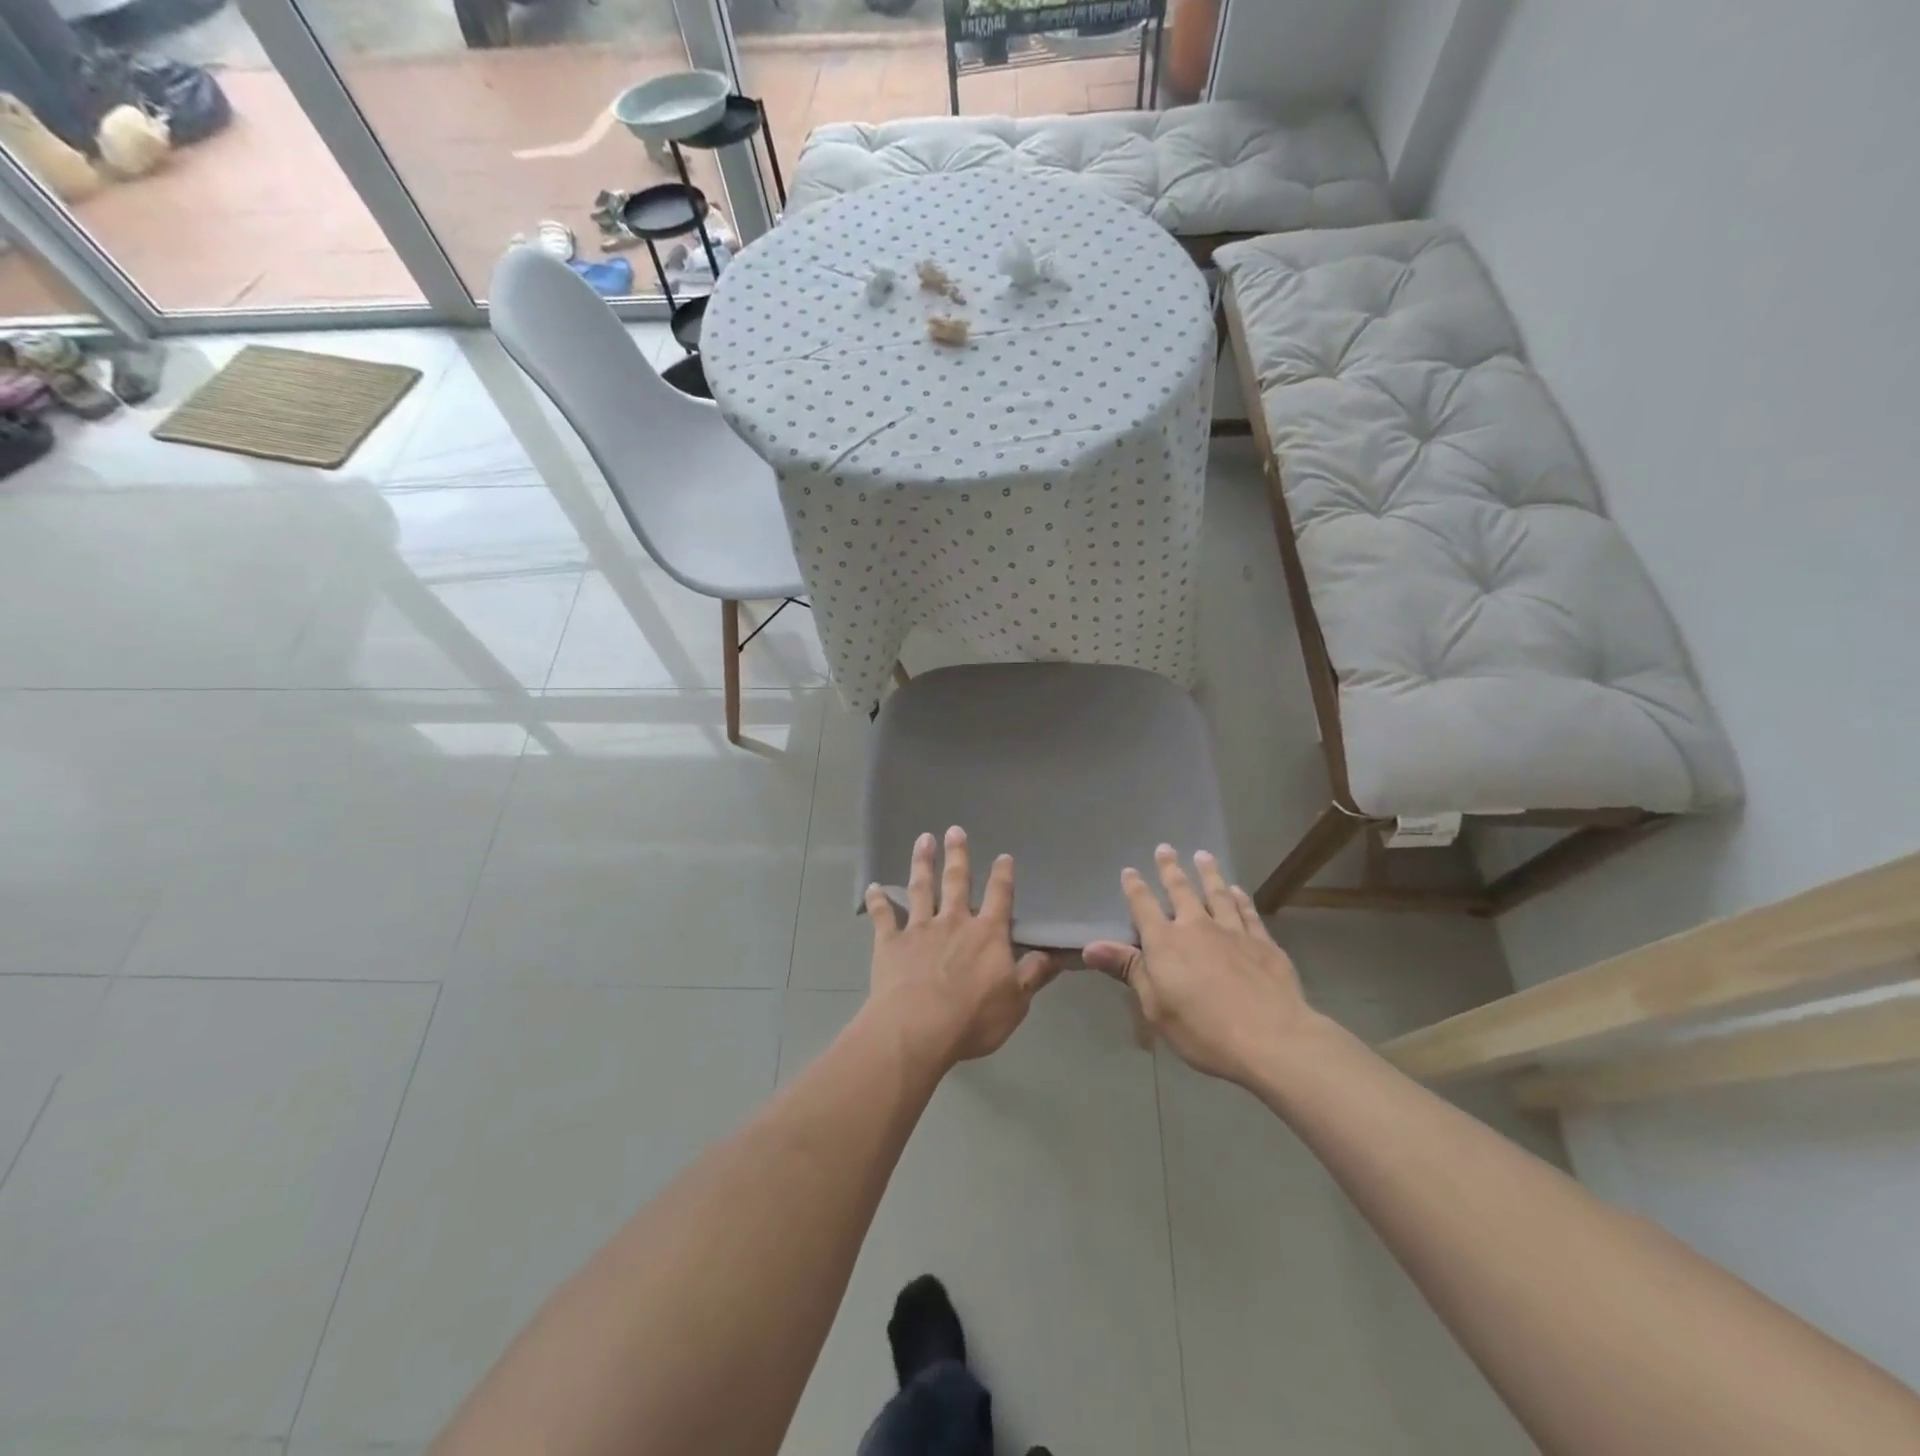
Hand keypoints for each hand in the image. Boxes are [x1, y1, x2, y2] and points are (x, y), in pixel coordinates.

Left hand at [864, 827, 1060, 1066]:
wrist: (918, 1029)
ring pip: (921, 888)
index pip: (999, 897)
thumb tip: (1055, 953)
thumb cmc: (973, 1018)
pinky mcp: (890, 943)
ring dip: (922, 863)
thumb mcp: (1016, 1001)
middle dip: (957, 855)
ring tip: (923, 839)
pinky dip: (878, 900)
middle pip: (957, 882)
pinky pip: (883, 916)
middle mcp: (953, 922)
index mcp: (987, 934)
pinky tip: (873, 886)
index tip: (1003, 856)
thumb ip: (1033, 974)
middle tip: (954, 829)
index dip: (1002, 876)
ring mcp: (919, 929)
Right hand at [1084, 846, 1317, 1085]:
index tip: (1129, 871)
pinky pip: (1248, 913)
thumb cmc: (1202, 1029)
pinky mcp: (1263, 944)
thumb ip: (1128, 969)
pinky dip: (1241, 899)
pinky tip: (1239, 891)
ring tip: (1203, 855)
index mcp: (1165, 942)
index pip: (1144, 907)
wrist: (1271, 1038)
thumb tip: (1089, 946)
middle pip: (1181, 890)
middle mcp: (1197, 927)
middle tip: (1165, 848)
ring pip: (1218, 894)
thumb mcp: (1155, 1005)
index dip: (1134, 888)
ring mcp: (1233, 932)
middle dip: (1170, 869)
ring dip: (1209, 874)